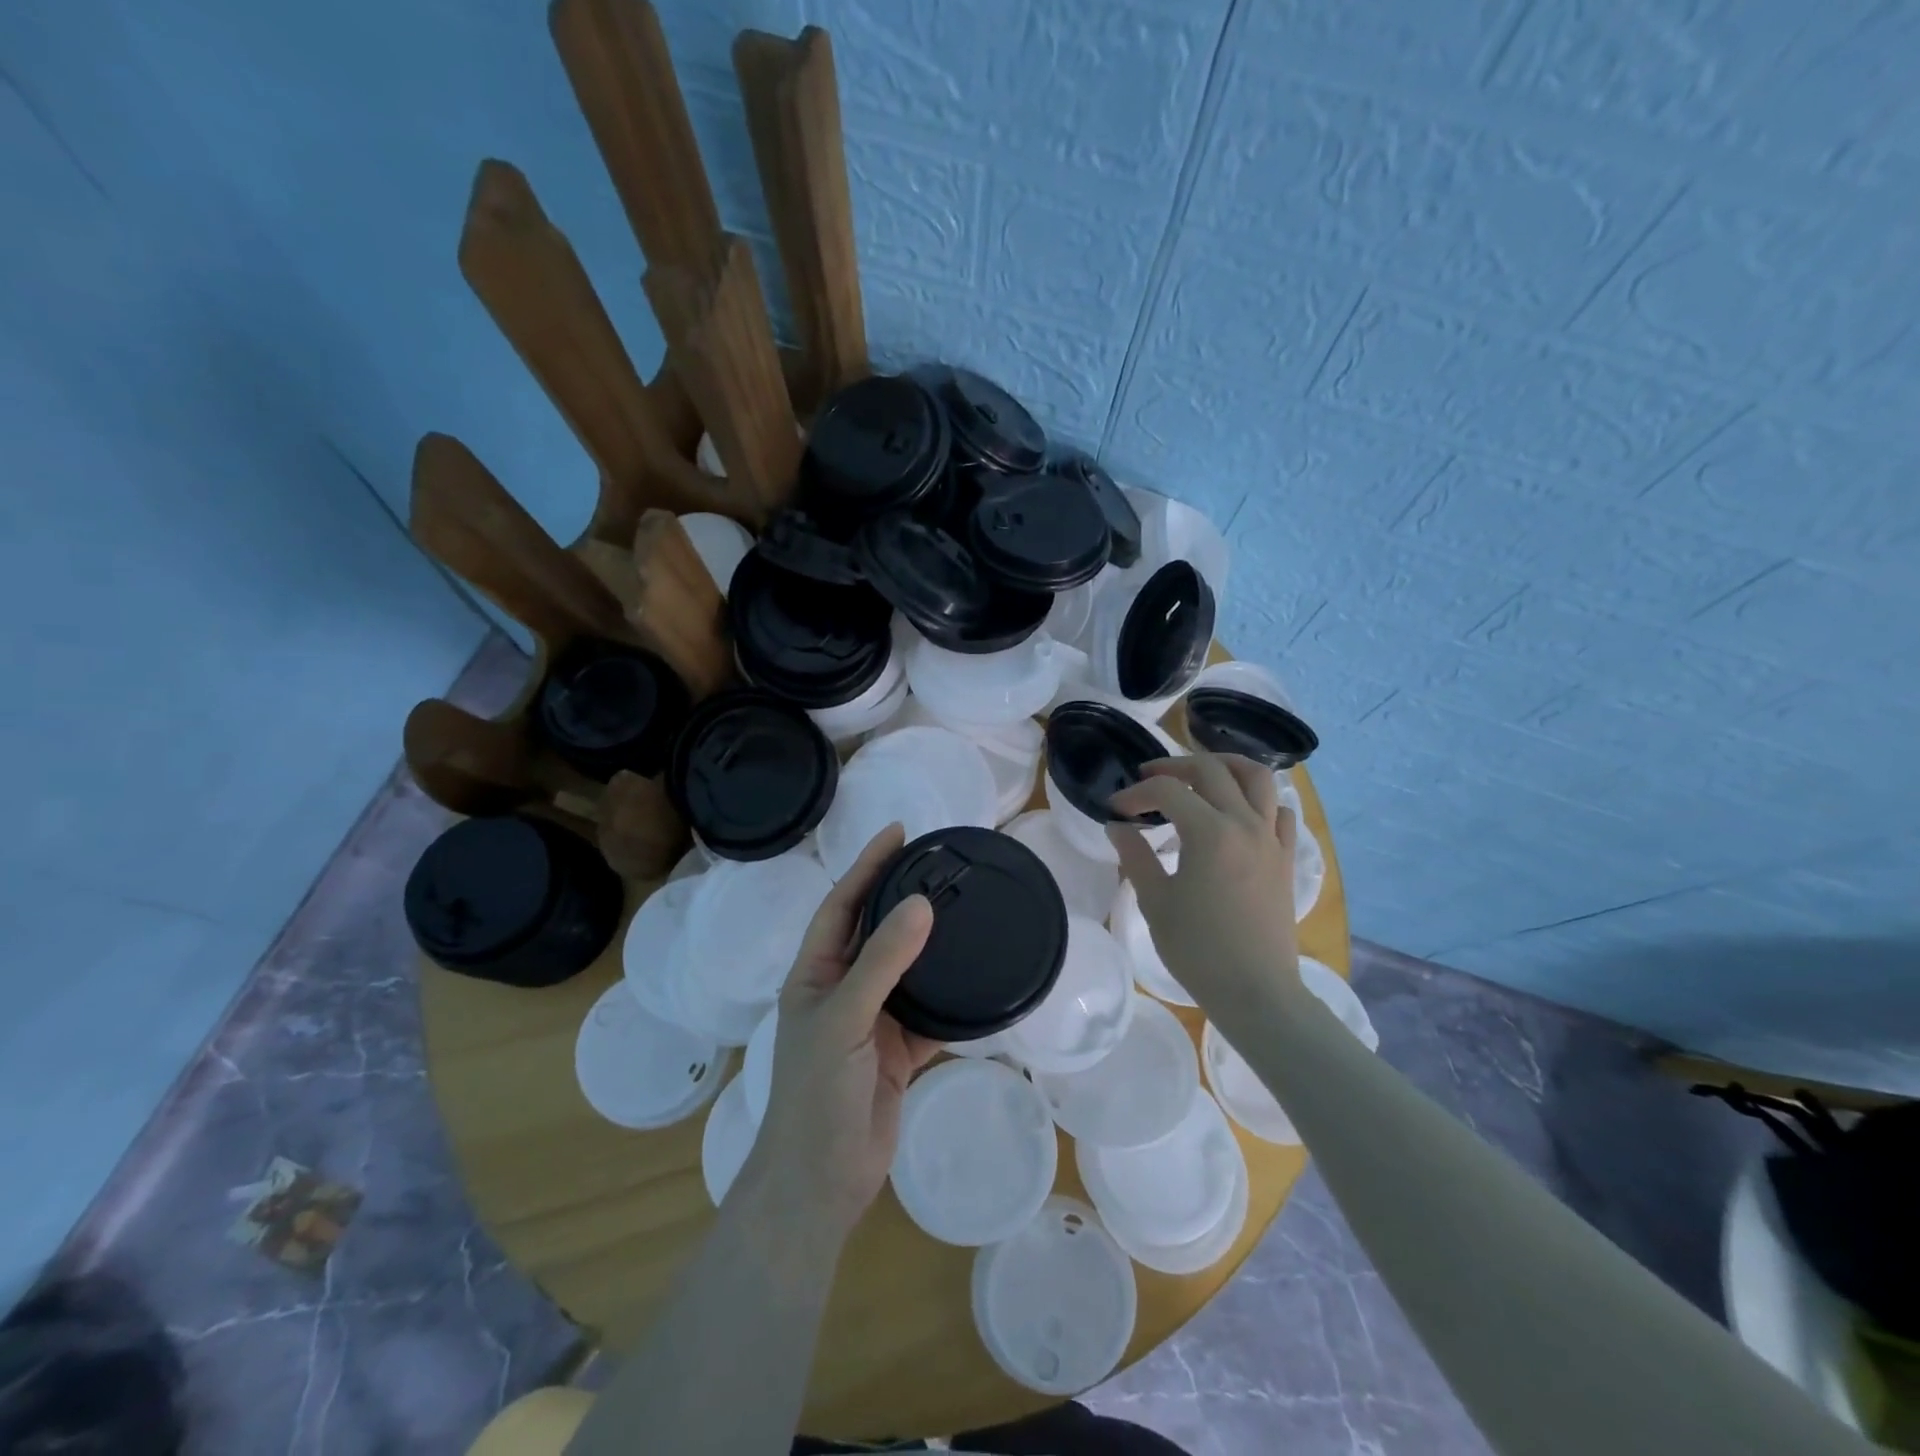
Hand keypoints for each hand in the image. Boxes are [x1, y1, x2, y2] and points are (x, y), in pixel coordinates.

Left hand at [739, 824, 939, 1238]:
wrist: (821, 1182)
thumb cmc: (816, 1093)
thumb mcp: (843, 1018)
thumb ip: (882, 963)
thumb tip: (921, 905)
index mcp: (815, 973)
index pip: (842, 904)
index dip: (867, 866)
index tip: (899, 833)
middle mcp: (843, 989)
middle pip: (876, 931)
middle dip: (903, 897)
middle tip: (942, 866)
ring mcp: (871, 1021)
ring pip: (906, 971)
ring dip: (932, 945)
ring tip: (964, 911)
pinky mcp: (897, 1051)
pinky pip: (930, 1014)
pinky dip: (952, 1000)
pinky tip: (979, 981)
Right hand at [1107, 752, 1302, 1007]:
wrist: (1256, 992)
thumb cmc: (1199, 951)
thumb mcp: (1155, 902)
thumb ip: (1135, 856)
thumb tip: (1118, 826)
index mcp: (1210, 832)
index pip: (1168, 791)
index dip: (1137, 793)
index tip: (1116, 809)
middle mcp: (1246, 824)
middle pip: (1212, 770)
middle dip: (1174, 766)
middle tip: (1148, 779)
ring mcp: (1272, 839)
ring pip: (1257, 778)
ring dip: (1225, 765)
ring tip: (1200, 773)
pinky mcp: (1285, 858)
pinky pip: (1280, 811)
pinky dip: (1259, 799)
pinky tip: (1239, 811)